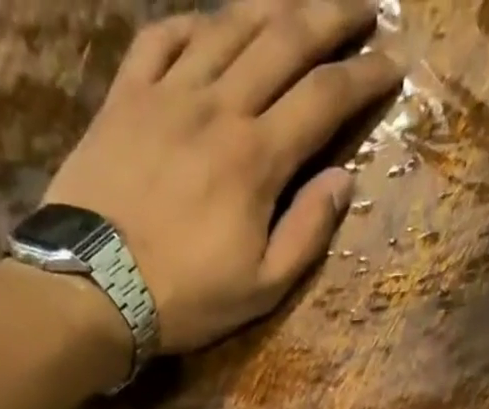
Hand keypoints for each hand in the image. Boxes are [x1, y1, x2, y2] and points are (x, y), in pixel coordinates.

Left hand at [42, 0, 401, 352]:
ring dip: (272, 5)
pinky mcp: (124, 98)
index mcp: (258, 158)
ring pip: (228, 25)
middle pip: (284, 39)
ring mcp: (167, 94)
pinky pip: (163, 37)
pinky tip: (212, 25)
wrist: (94, 288)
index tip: (393, 63)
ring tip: (299, 3)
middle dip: (331, 17)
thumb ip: (306, 233)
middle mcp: (218, 107)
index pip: (325, 98)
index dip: (365, 76)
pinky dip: (193, 23)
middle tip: (363, 7)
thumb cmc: (186, 299)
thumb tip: (344, 180)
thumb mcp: (261, 289)